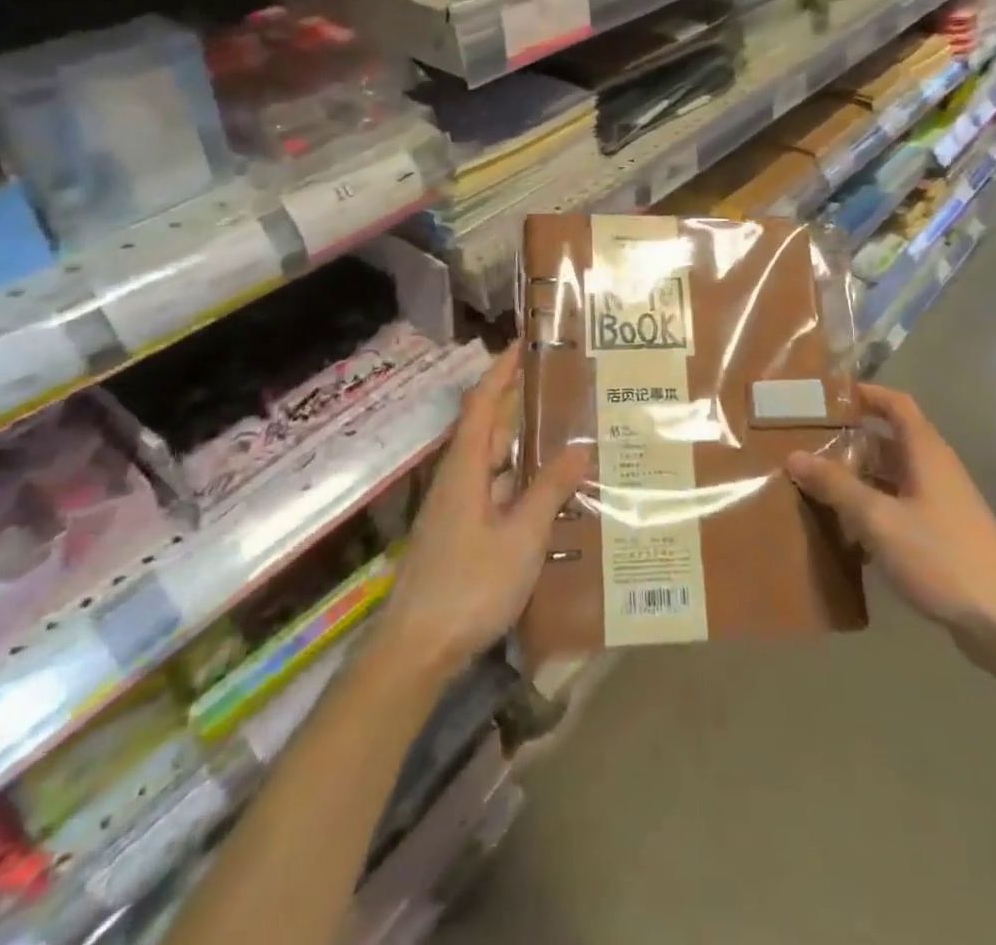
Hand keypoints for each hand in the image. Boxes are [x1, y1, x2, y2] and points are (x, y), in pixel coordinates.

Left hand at [375, 344, 587, 685]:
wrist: (416, 650)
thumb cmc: (469, 586)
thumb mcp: (521, 537)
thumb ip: (549, 491)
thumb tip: (579, 448)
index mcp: (465, 468)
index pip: (482, 402)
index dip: (501, 371)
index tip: (524, 345)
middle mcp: (457, 479)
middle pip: (488, 428)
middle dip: (519, 403)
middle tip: (561, 387)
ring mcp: (456, 509)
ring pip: (493, 463)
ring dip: (523, 445)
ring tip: (566, 433)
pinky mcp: (460, 534)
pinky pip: (495, 492)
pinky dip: (521, 482)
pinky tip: (549, 494)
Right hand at [787, 383, 995, 670]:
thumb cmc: (942, 557)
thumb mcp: (879, 519)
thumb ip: (836, 486)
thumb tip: (794, 455)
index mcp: (926, 452)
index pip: (895, 404)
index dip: (865, 393)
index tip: (827, 395)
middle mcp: (934, 470)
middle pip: (888, 440)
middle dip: (849, 440)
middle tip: (806, 443)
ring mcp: (940, 504)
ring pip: (890, 477)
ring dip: (857, 478)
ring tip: (814, 484)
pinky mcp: (940, 535)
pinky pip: (897, 507)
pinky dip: (871, 510)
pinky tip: (844, 531)